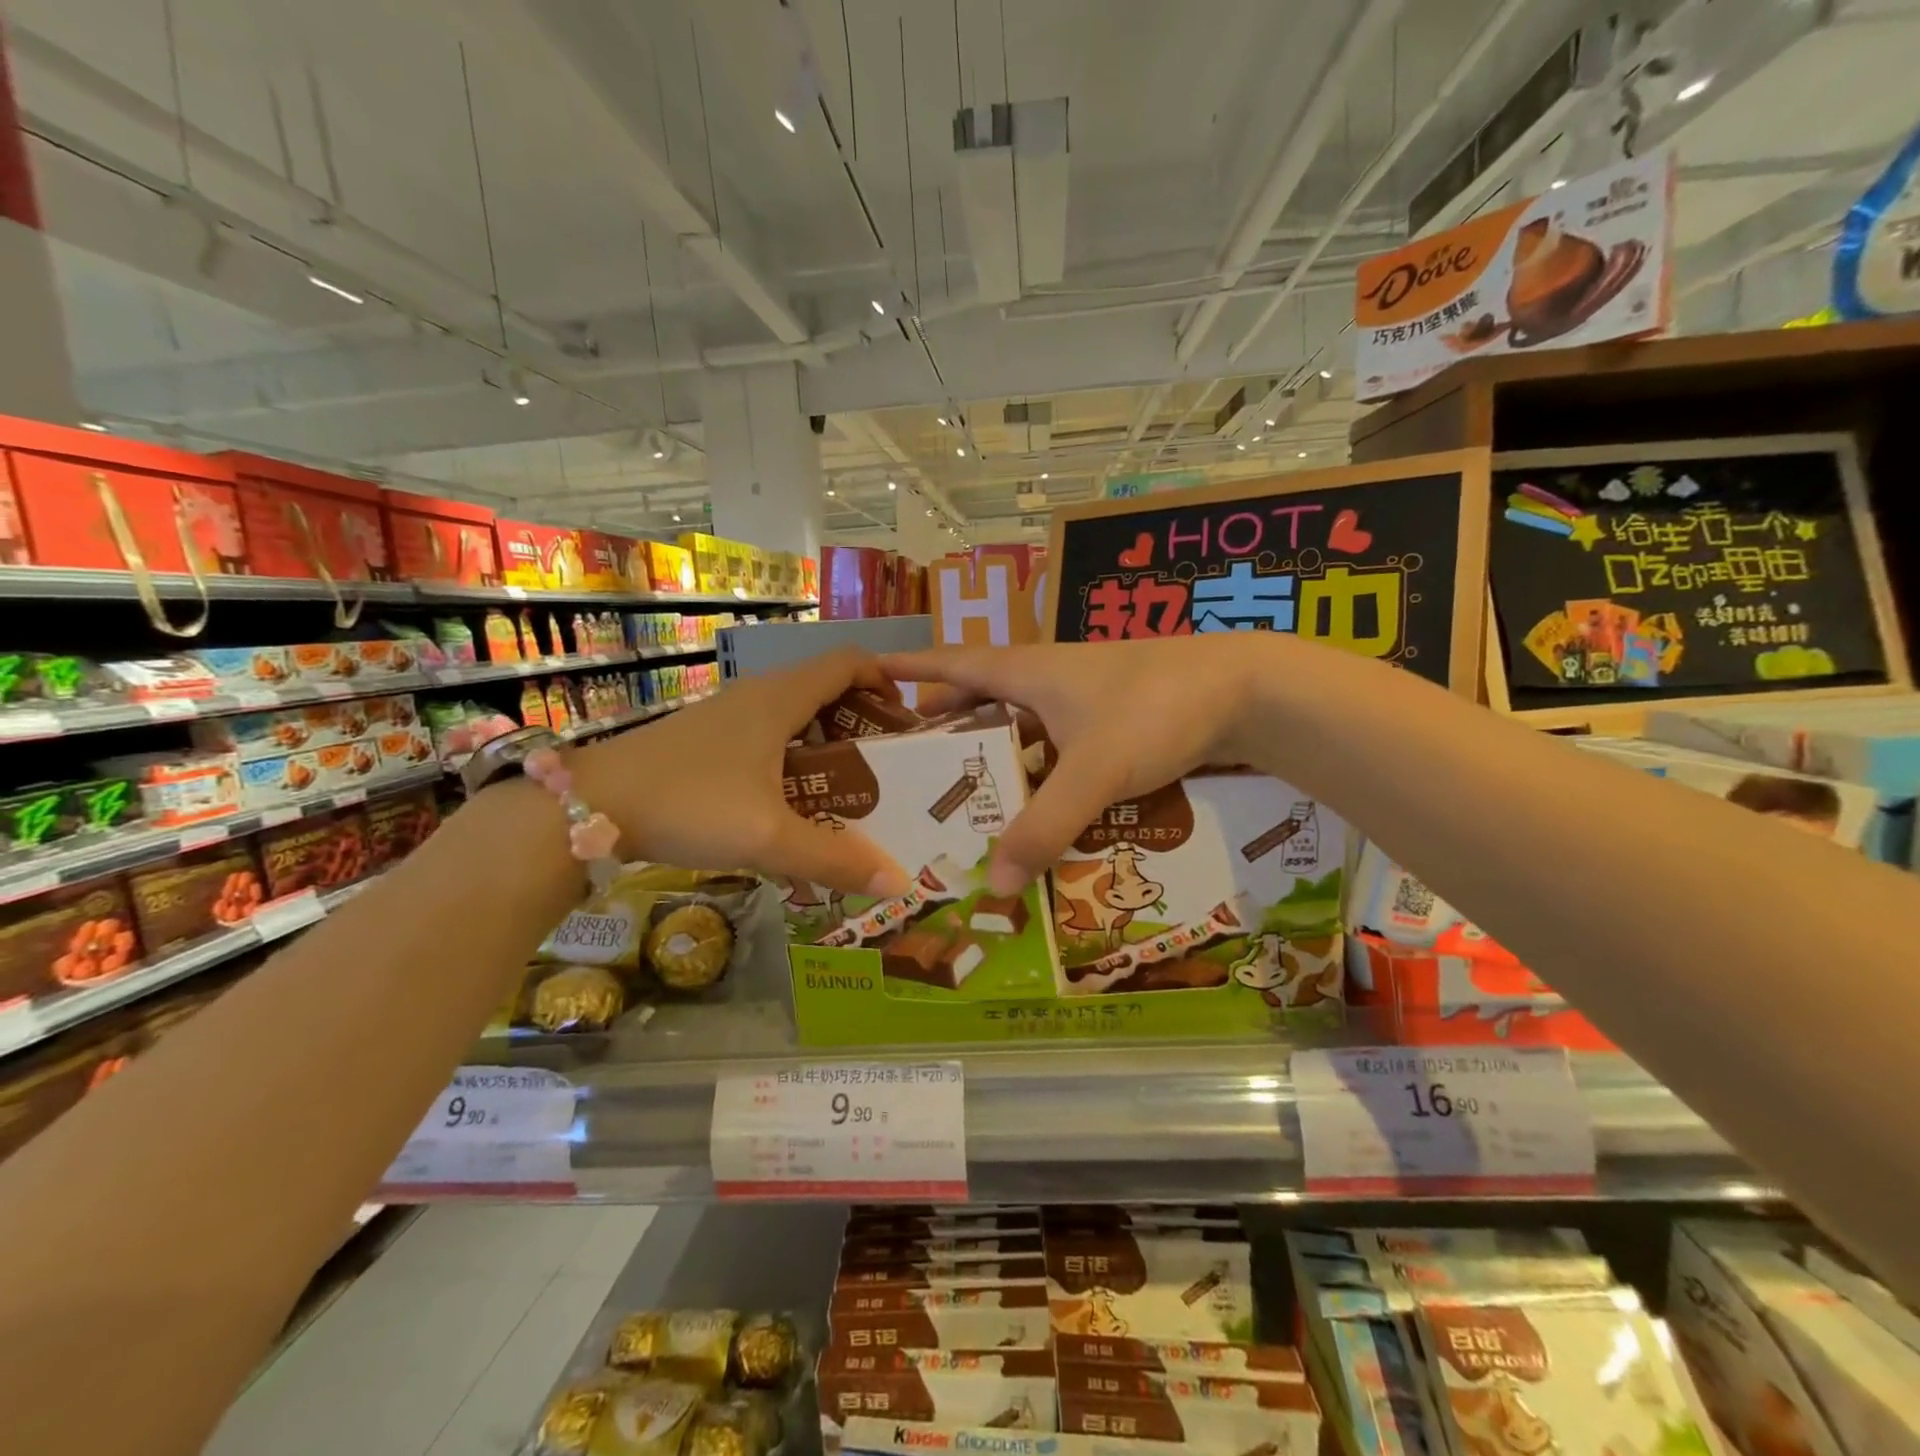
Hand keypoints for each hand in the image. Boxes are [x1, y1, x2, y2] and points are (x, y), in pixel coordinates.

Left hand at [572, 649, 910, 896]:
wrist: (587, 808)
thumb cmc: (687, 804)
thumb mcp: (768, 837)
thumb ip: (835, 859)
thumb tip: (900, 882)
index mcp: (780, 699)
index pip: (848, 662)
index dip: (884, 680)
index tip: (904, 720)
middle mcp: (757, 696)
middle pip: (826, 688)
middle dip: (862, 721)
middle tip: (885, 767)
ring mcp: (728, 715)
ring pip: (795, 714)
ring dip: (827, 742)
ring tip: (847, 789)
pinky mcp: (706, 739)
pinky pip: (768, 735)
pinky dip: (794, 756)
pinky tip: (790, 802)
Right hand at [883, 637, 1273, 892]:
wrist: (1245, 689)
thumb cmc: (1155, 710)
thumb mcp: (1094, 771)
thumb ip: (1045, 827)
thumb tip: (994, 885)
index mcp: (1026, 671)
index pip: (950, 663)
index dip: (908, 668)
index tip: (865, 674)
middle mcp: (1047, 678)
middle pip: (979, 696)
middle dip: (943, 724)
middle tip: (910, 764)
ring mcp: (1081, 697)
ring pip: (1019, 723)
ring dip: (992, 751)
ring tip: (965, 794)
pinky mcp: (1111, 718)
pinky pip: (1055, 743)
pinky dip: (1037, 767)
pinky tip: (1037, 801)